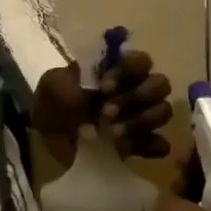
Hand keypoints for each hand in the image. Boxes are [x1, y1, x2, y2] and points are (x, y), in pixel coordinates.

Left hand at [35, 52, 174, 157]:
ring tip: (113, 134)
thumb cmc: (51, 105)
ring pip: (164, 111)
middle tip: (107, 113)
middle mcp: (134, 90)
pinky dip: (148, 145)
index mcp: (115, 70)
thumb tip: (96, 94)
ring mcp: (140, 118)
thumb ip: (74, 81)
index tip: (104, 87)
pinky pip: (161, 144)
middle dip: (137, 97)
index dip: (127, 71)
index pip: (140, 61)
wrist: (46, 140)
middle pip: (160, 84)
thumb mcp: (52, 86)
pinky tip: (126, 149)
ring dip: (142, 121)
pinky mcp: (140, 145)